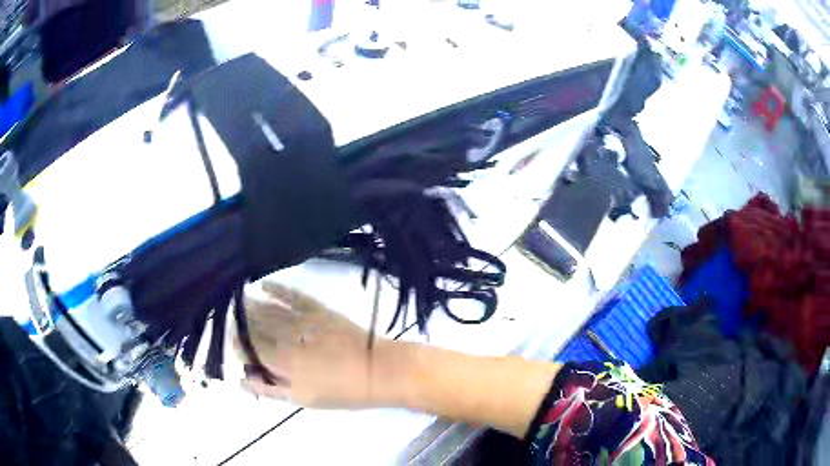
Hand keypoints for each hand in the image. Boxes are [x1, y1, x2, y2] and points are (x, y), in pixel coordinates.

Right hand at [236, 280, 409, 408]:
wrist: (380, 370)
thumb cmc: (343, 392)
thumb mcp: (304, 399)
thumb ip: (271, 390)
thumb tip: (243, 380)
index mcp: (282, 364)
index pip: (248, 349)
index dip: (236, 344)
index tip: (229, 340)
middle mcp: (287, 339)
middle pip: (255, 328)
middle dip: (239, 323)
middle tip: (229, 318)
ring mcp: (303, 322)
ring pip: (269, 311)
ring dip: (251, 305)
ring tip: (238, 301)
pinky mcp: (319, 309)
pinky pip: (292, 295)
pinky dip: (277, 288)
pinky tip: (264, 284)